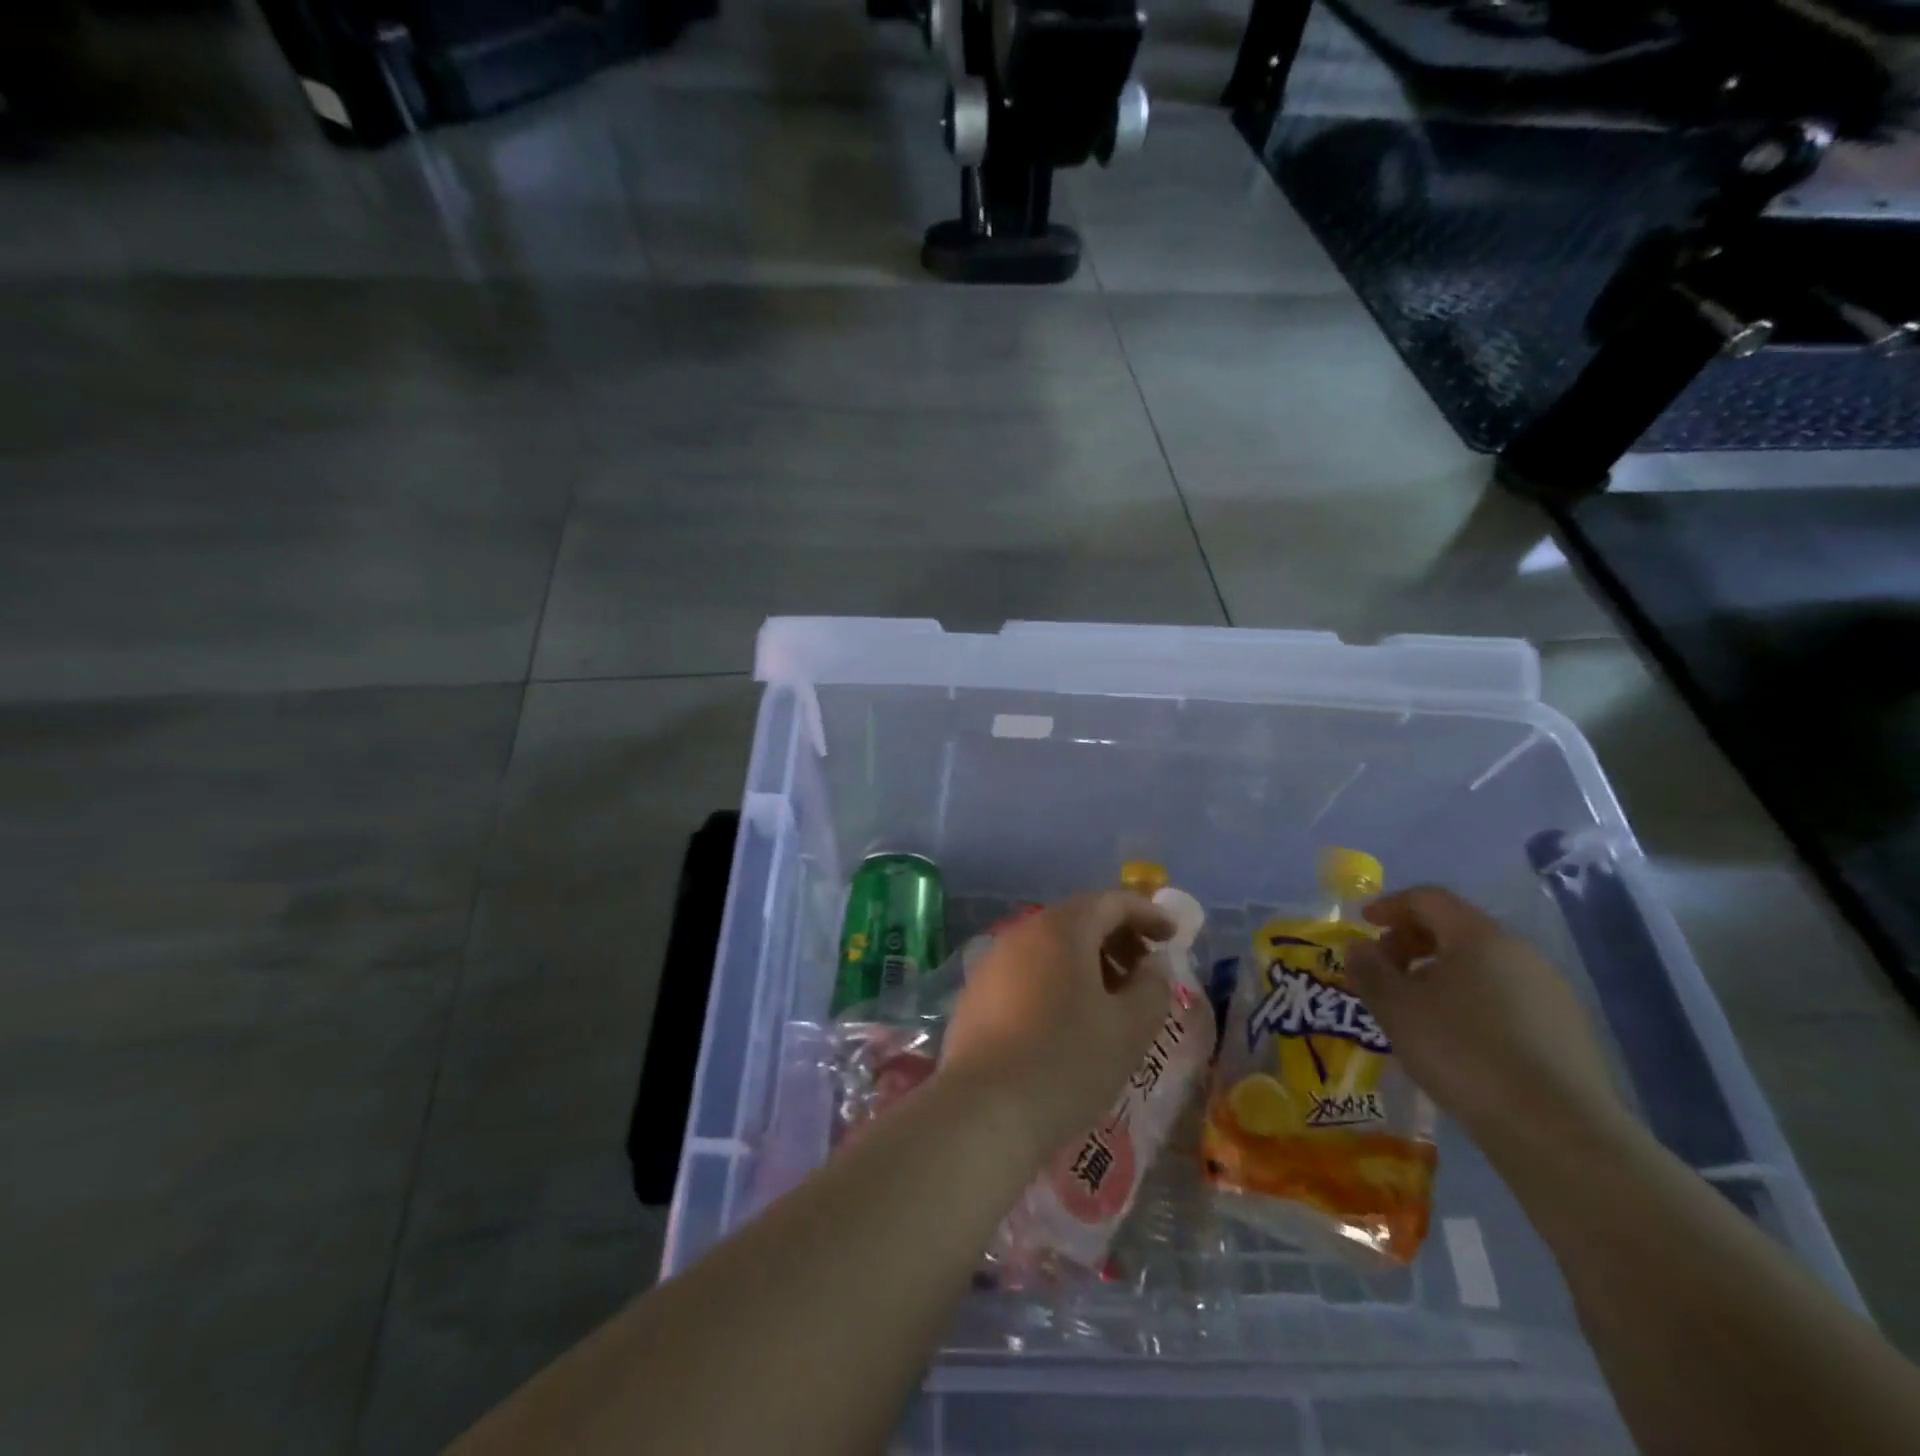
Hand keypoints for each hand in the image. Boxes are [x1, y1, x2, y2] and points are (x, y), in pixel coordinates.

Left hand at [940, 891, 1174, 1164]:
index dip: (1147, 913)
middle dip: (1117, 938)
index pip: (1111, 901)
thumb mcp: (1129, 1028)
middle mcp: (1022, 933)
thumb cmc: (1068, 1061)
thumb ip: (1152, 987)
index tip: (1172, 935)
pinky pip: (1027, 971)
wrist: (984, 1110)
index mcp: (1061, 928)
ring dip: (1087, 962)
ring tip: (1112, 1000)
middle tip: (1145, 971)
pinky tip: (1068, 1020)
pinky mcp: (977, 994)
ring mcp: (993, 962)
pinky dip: (1057, 980)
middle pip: (1078, 920)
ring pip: (1050, 947)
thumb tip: (1152, 965)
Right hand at [1343, 887, 1626, 1148]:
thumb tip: (1358, 948)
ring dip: (1441, 975)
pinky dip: (1471, 1003)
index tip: (1363, 924)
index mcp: (1480, 936)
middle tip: (1383, 970)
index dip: (1390, 906)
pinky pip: (1506, 999)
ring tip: (1416, 1010)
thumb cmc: (1463, 1052)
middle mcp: (1521, 953)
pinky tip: (1457, 1041)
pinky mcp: (1568, 1033)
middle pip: (1457, 929)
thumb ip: (1369, 970)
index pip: (1428, 899)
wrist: (1557, 1131)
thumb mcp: (1395, 1008)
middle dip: (1412, 942)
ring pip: (1483, 967)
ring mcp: (1551, 993)